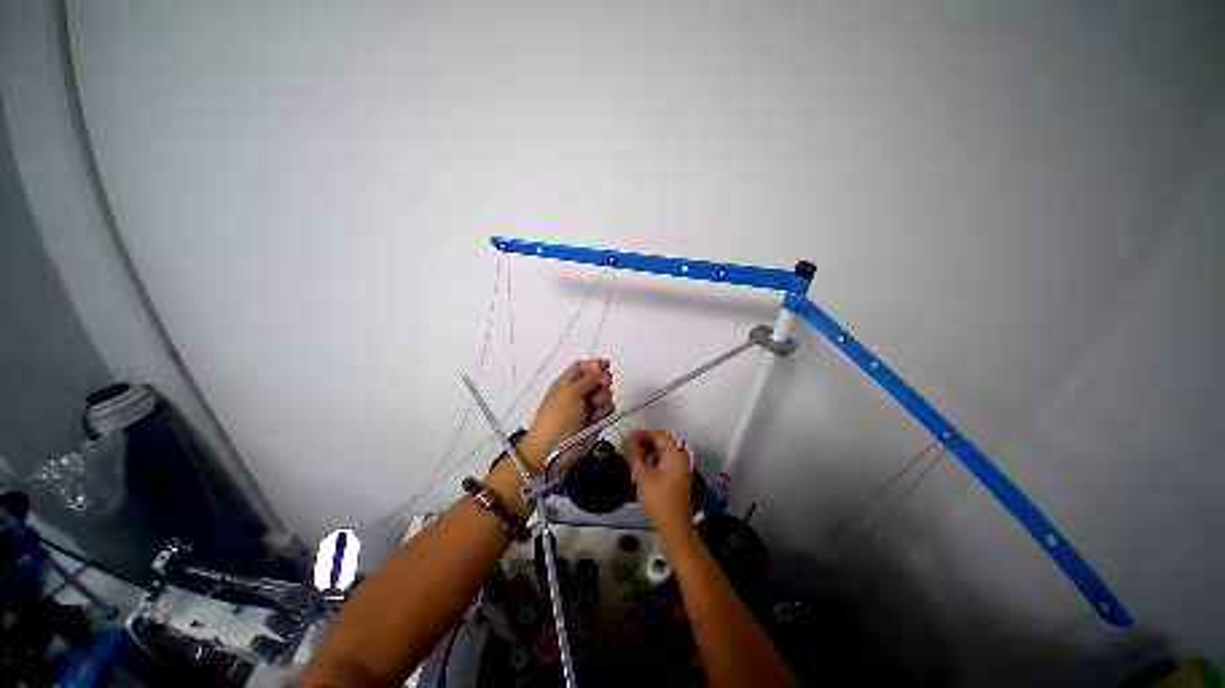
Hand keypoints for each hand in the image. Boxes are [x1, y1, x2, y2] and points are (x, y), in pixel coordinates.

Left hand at [521, 360, 614, 473]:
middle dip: (602, 380)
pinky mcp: (595, 421)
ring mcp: (587, 407)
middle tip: (603, 383)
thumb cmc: (558, 416)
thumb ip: (588, 378)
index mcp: (567, 383)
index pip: (582, 367)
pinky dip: (605, 411)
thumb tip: (599, 366)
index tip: (606, 365)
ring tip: (595, 404)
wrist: (554, 448)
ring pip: (604, 394)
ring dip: (603, 396)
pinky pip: (607, 409)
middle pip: (597, 379)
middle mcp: (578, 393)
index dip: (594, 364)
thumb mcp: (571, 392)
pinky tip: (597, 417)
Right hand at [623, 429, 693, 538]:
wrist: (675, 529)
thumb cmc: (659, 501)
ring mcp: (679, 468)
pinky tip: (640, 467)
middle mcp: (679, 458)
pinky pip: (662, 462)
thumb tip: (627, 440)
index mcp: (675, 454)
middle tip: (626, 448)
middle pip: (660, 442)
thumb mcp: (643, 476)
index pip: (657, 435)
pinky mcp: (676, 478)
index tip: (626, 439)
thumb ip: (634, 455)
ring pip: (660, 452)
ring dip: (646, 452)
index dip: (641, 435)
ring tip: (631, 457)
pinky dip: (651, 461)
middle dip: (643, 443)